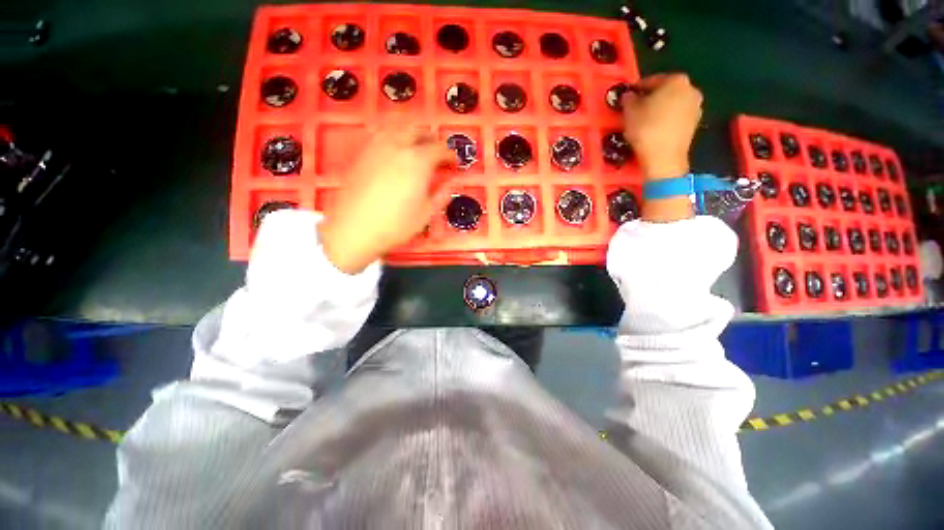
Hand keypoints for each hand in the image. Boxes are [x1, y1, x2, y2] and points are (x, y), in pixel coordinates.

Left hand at [318, 131, 452, 273]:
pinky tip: (394, 149)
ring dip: (412, 134)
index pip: (440, 149)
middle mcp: (398, 147)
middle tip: (437, 154)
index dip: (450, 155)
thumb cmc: (396, 224)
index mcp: (418, 161)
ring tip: (417, 147)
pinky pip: (381, 134)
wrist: (355, 229)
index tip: (454, 163)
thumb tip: (452, 182)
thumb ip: (442, 194)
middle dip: (432, 140)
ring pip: (398, 127)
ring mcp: (377, 147)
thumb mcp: (426, 213)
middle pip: (419, 131)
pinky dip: (393, 136)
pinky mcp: (362, 153)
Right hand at [622, 73, 703, 180]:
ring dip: (660, 110)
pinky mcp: (695, 124)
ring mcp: (696, 107)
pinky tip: (655, 130)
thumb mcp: (629, 112)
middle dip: (651, 99)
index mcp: (675, 80)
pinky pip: (676, 118)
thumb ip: (629, 99)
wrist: (664, 158)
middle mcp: (691, 89)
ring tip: (645, 122)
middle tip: (636, 110)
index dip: (637, 90)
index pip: (651, 80)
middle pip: (665, 91)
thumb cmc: (646, 129)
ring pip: (672, 104)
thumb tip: (629, 95)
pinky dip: (666, 121)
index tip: (628, 99)